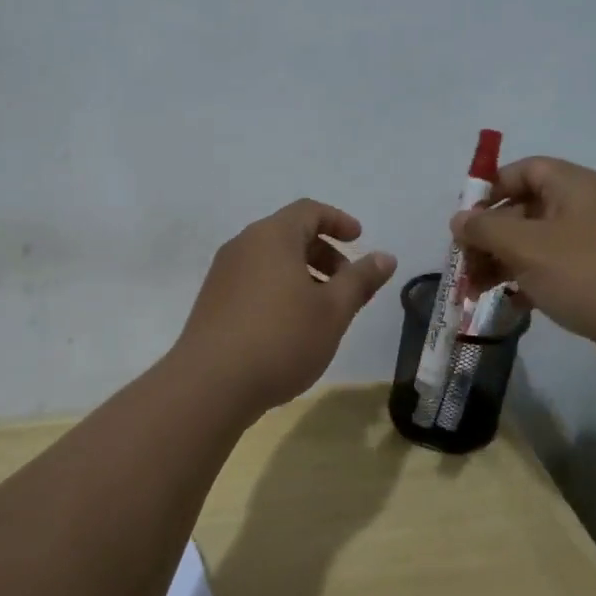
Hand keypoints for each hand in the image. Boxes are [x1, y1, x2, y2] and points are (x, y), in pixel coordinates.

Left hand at [173, 199, 396, 413]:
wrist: (210, 385)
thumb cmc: (281, 338)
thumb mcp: (333, 311)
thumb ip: (361, 279)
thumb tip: (385, 257)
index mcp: (272, 236)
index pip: (309, 211)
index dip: (338, 221)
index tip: (359, 240)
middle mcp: (243, 245)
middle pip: (289, 234)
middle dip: (323, 253)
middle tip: (347, 284)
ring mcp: (223, 274)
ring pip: (270, 260)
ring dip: (302, 274)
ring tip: (322, 311)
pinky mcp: (212, 302)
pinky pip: (254, 281)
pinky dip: (279, 289)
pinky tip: (290, 327)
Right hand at [452, 158, 595, 373]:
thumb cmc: (587, 274)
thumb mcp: (527, 247)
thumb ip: (486, 229)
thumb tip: (460, 219)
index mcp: (574, 185)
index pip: (524, 170)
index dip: (491, 189)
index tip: (465, 220)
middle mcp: (587, 207)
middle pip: (526, 209)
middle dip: (490, 235)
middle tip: (465, 263)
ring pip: (537, 243)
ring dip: (504, 262)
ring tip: (477, 290)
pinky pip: (556, 269)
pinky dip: (529, 280)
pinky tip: (511, 304)